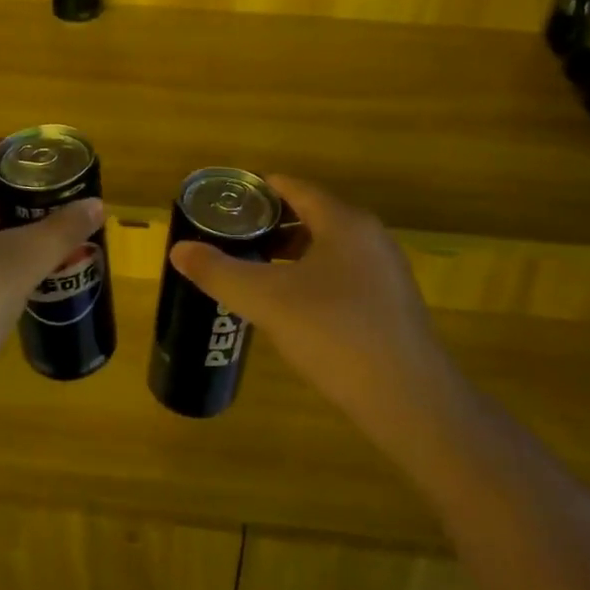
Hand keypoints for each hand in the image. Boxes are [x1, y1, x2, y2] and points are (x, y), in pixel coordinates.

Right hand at [169, 176, 452, 442]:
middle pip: (312, 214)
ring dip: (292, 252)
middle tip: (233, 236)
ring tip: (257, 268)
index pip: (295, 188)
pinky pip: (344, 273)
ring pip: (329, 246)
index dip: (258, 190)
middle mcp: (369, 236)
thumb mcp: (267, 301)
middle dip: (271, 223)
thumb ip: (220, 272)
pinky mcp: (392, 304)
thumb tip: (179, 250)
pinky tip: (294, 305)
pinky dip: (313, 275)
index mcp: (343, 222)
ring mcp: (386, 271)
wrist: (410, 401)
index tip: (226, 201)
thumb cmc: (335, 334)